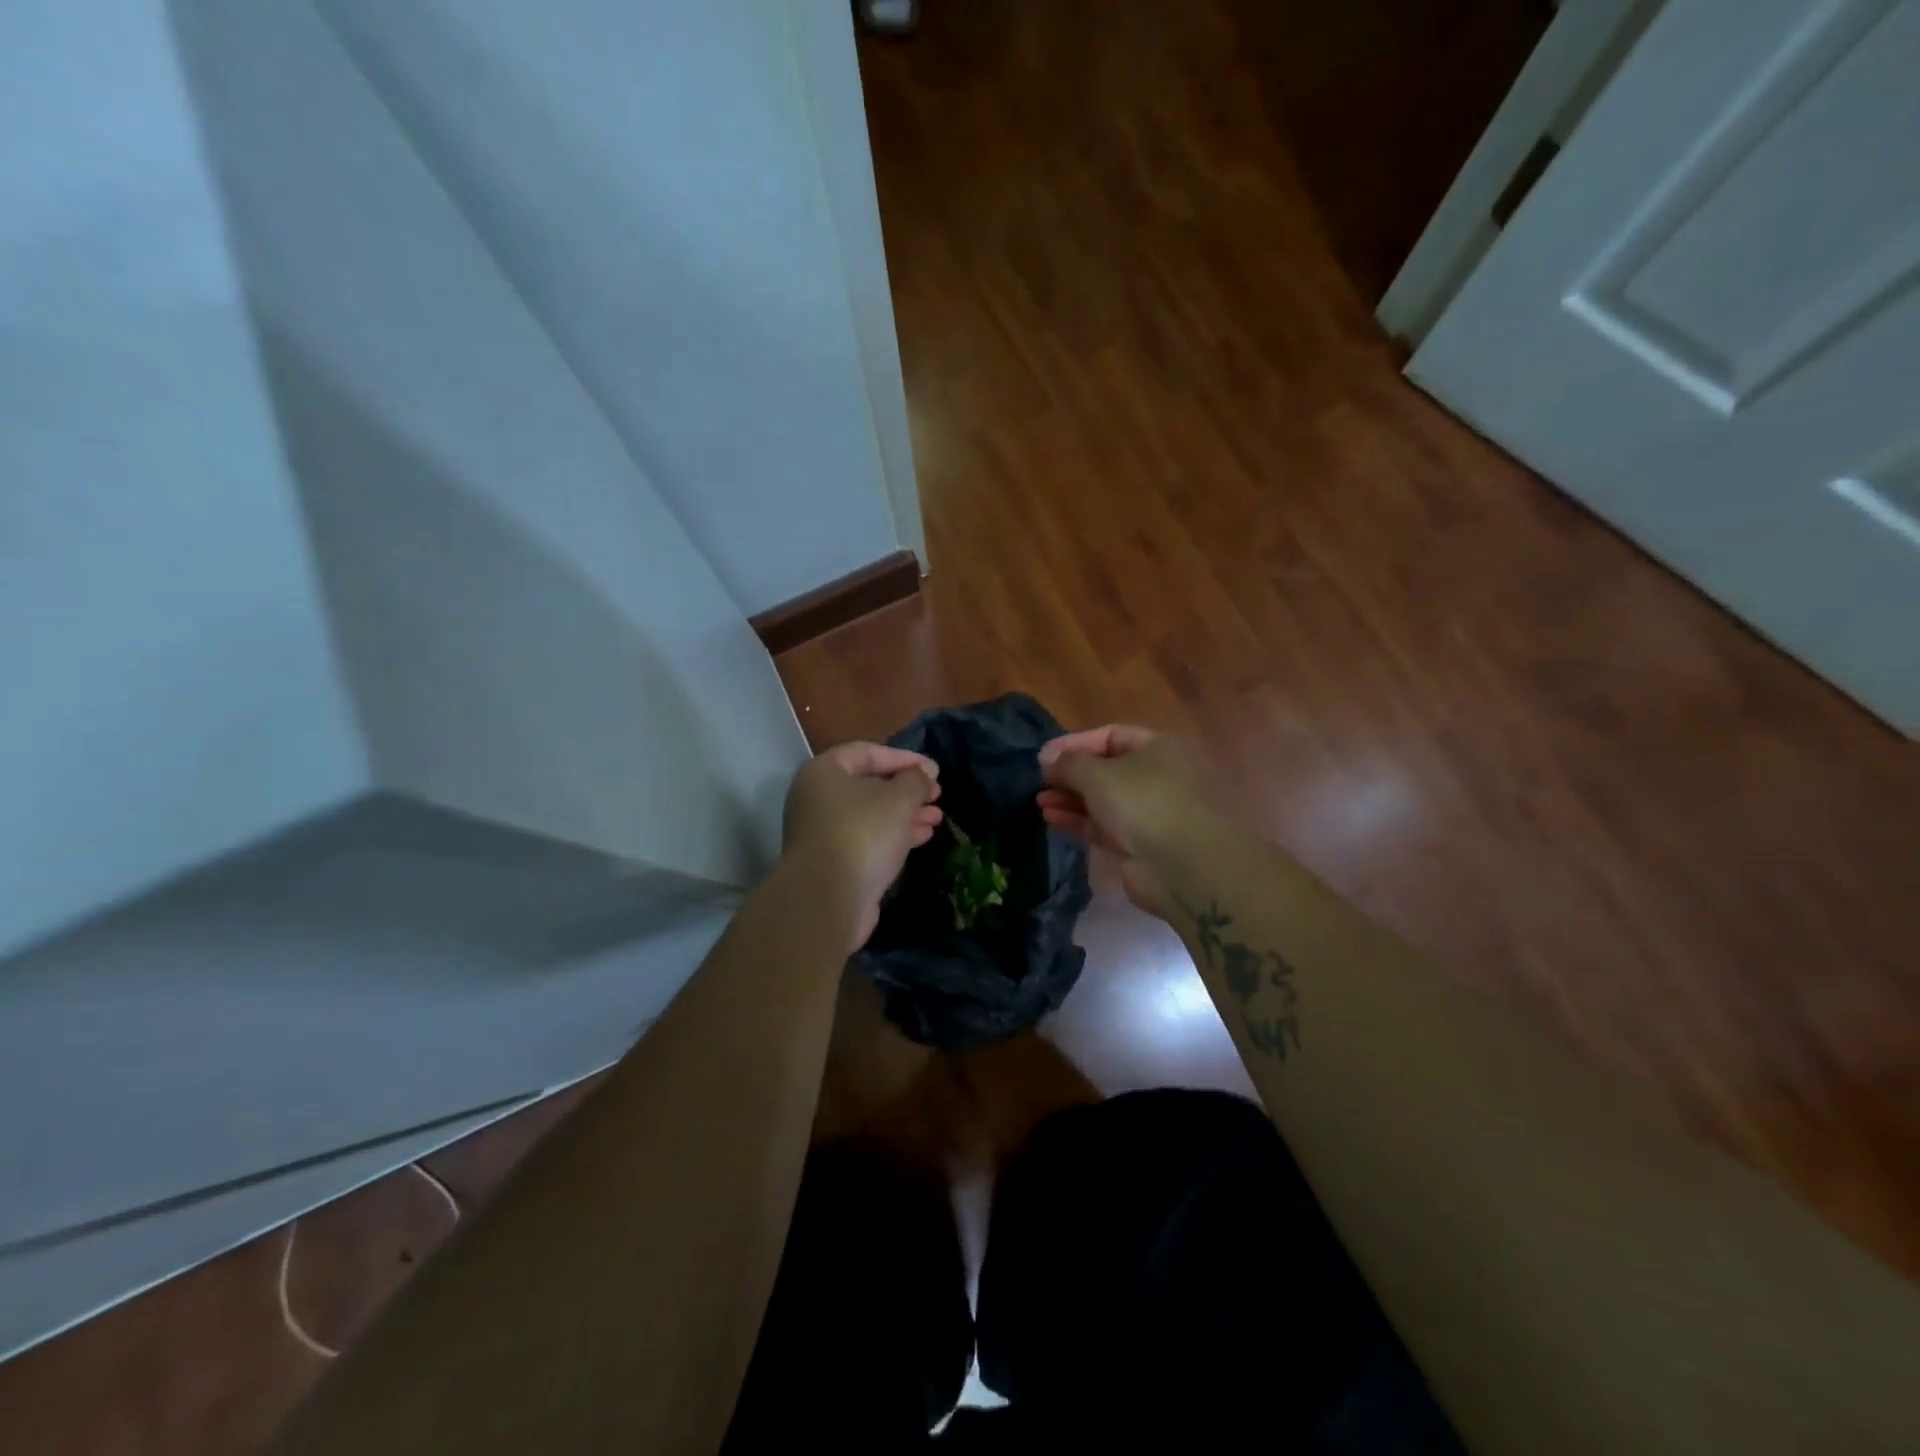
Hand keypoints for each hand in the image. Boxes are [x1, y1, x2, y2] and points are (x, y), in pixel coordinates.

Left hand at [784, 742, 942, 950]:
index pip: (866, 752)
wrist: (828, 899)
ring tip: (937, 818)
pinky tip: (922, 837)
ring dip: (906, 814)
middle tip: (937, 794)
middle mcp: (817, 798)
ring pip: (871, 814)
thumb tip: (925, 772)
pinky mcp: (833, 861)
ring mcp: (823, 832)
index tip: (933, 769)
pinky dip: (894, 834)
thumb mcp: (899, 799)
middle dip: (907, 789)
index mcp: (823, 773)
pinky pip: (867, 838)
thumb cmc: (863, 834)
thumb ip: (916, 780)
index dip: (903, 757)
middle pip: (868, 785)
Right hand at [1037, 725, 1210, 918]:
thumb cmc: (1143, 804)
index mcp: (1158, 748)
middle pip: (1106, 768)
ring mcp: (1149, 811)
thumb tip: (1046, 757)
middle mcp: (1157, 776)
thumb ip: (1068, 763)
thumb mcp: (1098, 774)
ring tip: (1040, 801)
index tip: (1044, 755)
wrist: (1183, 868)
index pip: (1111, 735)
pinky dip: (1079, 819)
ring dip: (1070, 798)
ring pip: (1103, 798)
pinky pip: (1103, 824)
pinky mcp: (1139, 842)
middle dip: (1070, 774)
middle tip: (1040, 781)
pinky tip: (1051, 818)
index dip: (1075, 743)